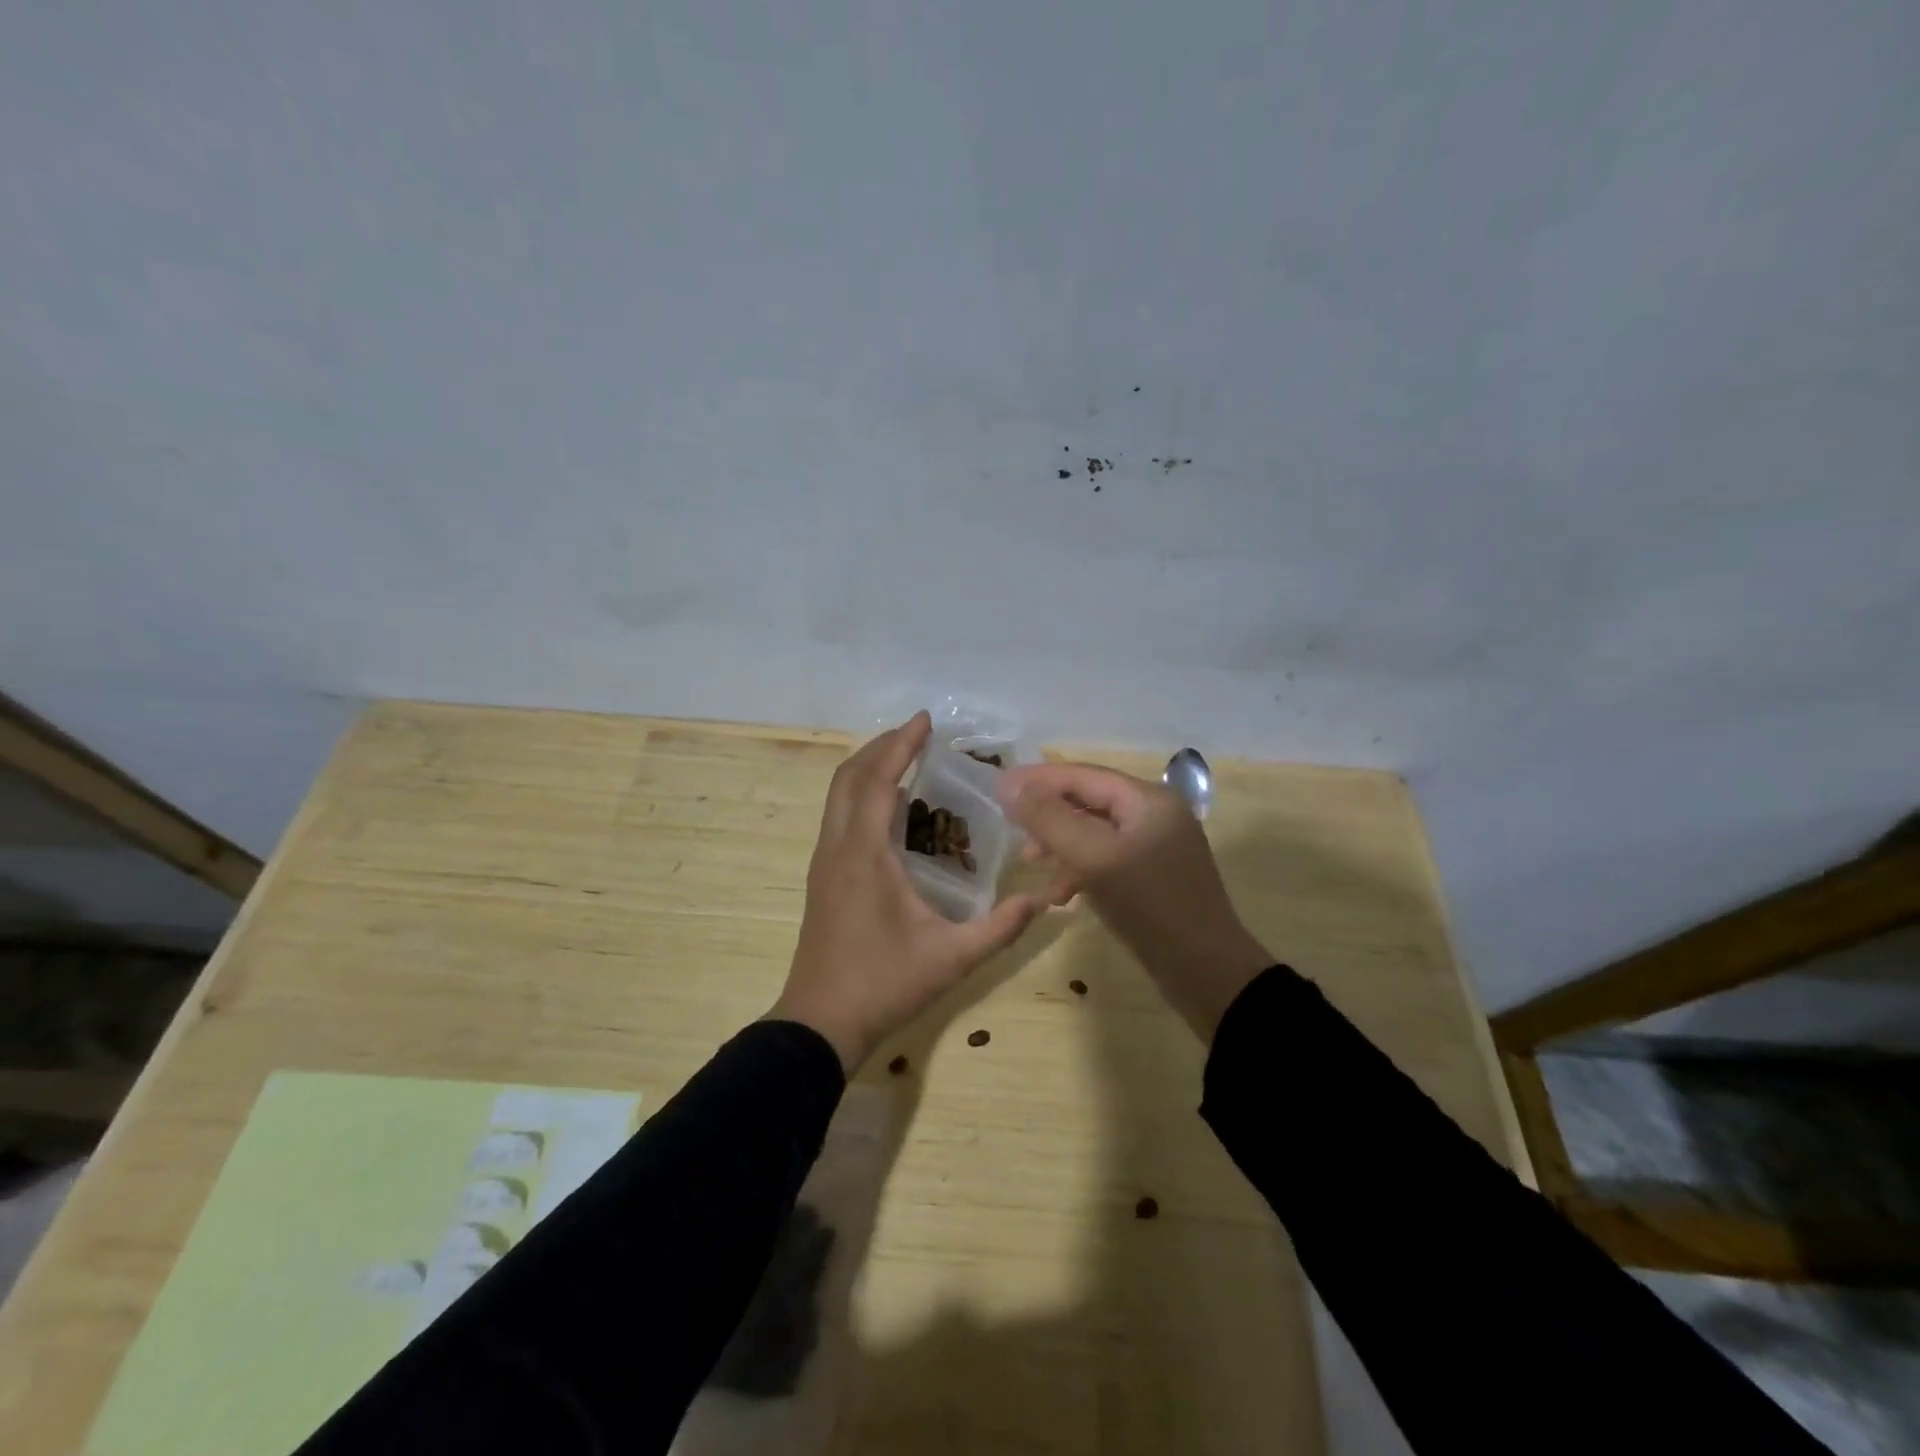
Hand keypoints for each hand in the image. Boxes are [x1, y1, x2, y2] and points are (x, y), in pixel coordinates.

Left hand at [770, 712, 1043, 1072]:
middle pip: (849, 776)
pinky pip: (838, 816)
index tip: (926, 721)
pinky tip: (890, 807)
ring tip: (905, 758)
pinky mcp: (822, 876)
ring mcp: (824, 861)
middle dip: (883, 747)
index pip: (879, 781)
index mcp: (864, 855)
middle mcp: (837, 847)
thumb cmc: (883, 985)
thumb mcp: (951, 958)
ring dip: (868, 768)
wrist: (820, 1022)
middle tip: (919, 734)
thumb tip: (1043, 900)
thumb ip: (1000, 928)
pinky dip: (860, 793)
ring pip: (838, 795)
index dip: (902, 745)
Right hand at [996, 762, 1272, 1040]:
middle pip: (1089, 800)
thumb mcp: (1094, 858)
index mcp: (1148, 800)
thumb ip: (1050, 819)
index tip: (998, 786)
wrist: (1207, 973)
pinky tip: (1063, 894)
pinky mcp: (1153, 877)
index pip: (1083, 775)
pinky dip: (1080, 869)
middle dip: (1048, 814)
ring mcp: (1157, 847)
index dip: (1038, 779)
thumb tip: (1009, 785)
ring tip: (1030, 864)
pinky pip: (1106, 859)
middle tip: (1012, 830)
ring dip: (1060, 845)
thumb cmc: (1149, 906)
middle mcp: (1155, 814)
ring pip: (1094, 832)